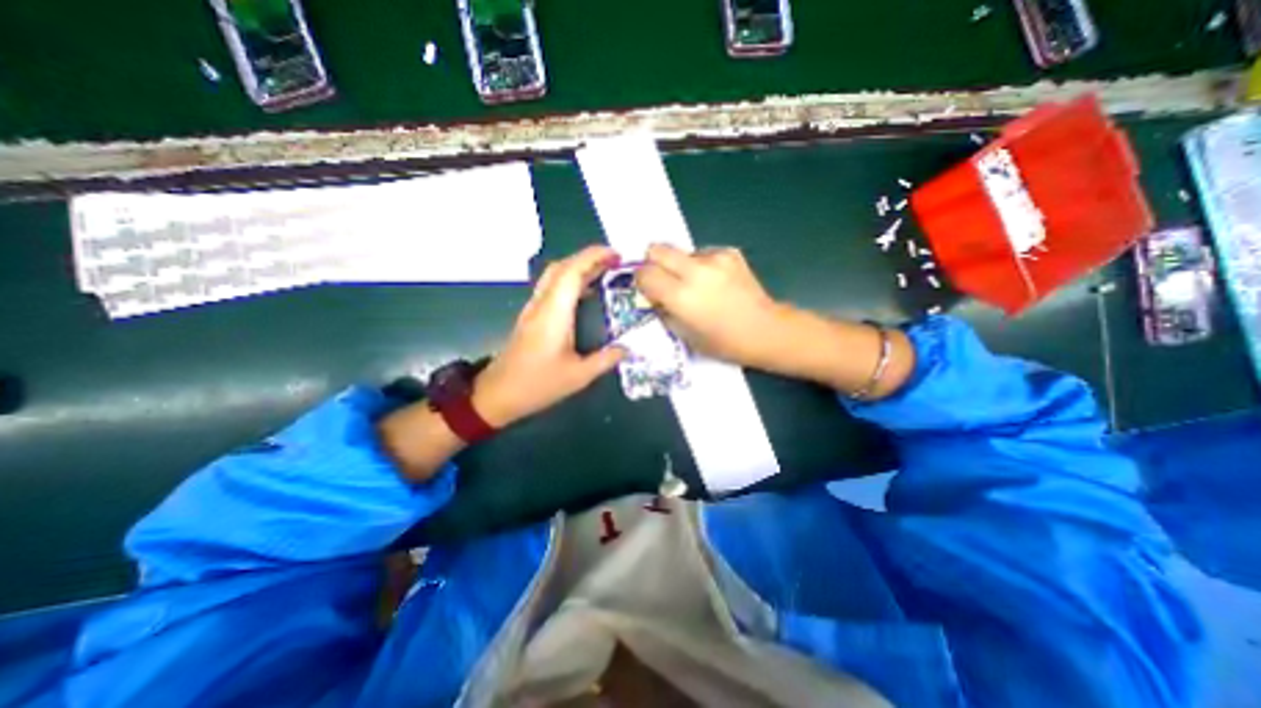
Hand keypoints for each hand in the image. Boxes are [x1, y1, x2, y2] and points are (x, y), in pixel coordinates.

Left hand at [471, 246, 628, 428]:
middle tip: (615, 262)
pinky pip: (551, 287)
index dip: (594, 257)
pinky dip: (570, 280)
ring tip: (604, 272)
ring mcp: (533, 309)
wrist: (498, 394)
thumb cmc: (537, 385)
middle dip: (588, 257)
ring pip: (554, 275)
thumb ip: (605, 359)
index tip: (616, 255)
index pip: (572, 271)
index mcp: (554, 313)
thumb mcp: (578, 376)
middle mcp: (542, 304)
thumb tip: (627, 349)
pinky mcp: (531, 316)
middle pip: (562, 267)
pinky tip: (585, 293)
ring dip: (578, 267)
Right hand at [642, 243, 784, 367]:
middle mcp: (695, 271)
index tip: (647, 289)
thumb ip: (664, 311)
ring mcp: (715, 258)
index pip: (645, 273)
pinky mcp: (730, 253)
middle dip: (653, 263)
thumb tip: (653, 296)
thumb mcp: (684, 335)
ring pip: (681, 251)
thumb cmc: (723, 342)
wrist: (765, 330)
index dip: (641, 280)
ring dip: (680, 266)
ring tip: (697, 286)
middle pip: (657, 249)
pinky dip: (701, 266)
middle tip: (663, 280)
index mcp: (681, 296)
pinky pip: (702, 253)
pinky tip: (715, 283)